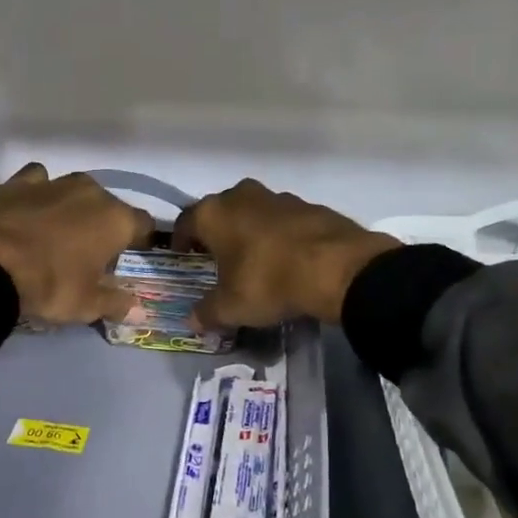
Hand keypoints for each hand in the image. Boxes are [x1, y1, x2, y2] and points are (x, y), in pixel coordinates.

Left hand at [0, 164, 154, 324]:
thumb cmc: (50, 284)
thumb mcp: (87, 305)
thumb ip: (115, 303)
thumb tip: (136, 308)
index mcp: (116, 219)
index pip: (144, 225)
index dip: (140, 242)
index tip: (131, 257)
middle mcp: (91, 192)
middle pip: (109, 206)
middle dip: (104, 225)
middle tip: (90, 252)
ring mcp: (54, 182)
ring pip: (74, 191)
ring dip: (73, 207)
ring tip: (58, 232)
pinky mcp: (18, 182)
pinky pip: (38, 181)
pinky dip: (39, 193)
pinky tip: (30, 210)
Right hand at [173, 179, 400, 326]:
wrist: (337, 268)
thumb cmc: (268, 282)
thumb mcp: (231, 308)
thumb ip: (207, 313)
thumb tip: (192, 321)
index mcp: (213, 213)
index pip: (186, 222)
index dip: (181, 241)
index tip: (184, 257)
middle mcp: (241, 196)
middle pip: (220, 212)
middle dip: (217, 233)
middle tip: (218, 259)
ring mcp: (278, 197)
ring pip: (253, 212)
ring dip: (250, 231)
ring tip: (255, 260)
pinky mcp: (310, 205)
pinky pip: (283, 220)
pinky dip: (280, 235)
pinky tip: (287, 259)